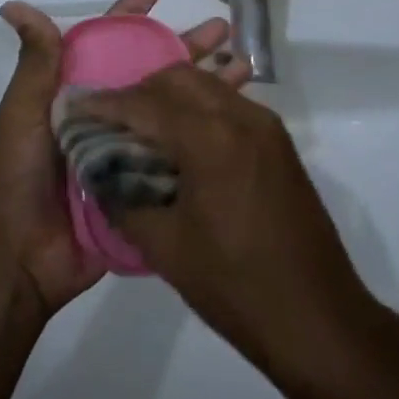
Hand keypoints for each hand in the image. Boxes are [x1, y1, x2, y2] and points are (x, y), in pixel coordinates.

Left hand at [0, 0, 229, 321]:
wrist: (23, 256)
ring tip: (244, 68)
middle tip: (224, 29)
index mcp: (80, 91)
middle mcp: (109, 113)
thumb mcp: (24, 110)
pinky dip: (208, 135)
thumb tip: (13, 6)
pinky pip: (182, 152)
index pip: (110, 41)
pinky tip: (238, 121)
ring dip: (206, 86)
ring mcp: (131, 149)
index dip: (133, 14)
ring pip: (174, 107)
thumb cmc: (20, 172)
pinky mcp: (147, 184)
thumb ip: (35, 61)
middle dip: (186, 46)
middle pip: (154, 70)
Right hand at [78, 67, 376, 390]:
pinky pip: (228, 104)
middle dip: (140, 91)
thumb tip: (98, 173)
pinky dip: (198, 109)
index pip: (146, 103)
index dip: (107, 104)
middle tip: (112, 119)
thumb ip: (124, 200)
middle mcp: (240, 116)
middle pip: (179, 78)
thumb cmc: (237, 287)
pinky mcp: (277, 141)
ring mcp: (265, 125)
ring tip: (142, 128)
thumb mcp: (167, 248)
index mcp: (210, 137)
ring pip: (206, 86)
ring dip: (171, 96)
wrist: (320, 320)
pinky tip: (182, 141)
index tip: (78, 106)